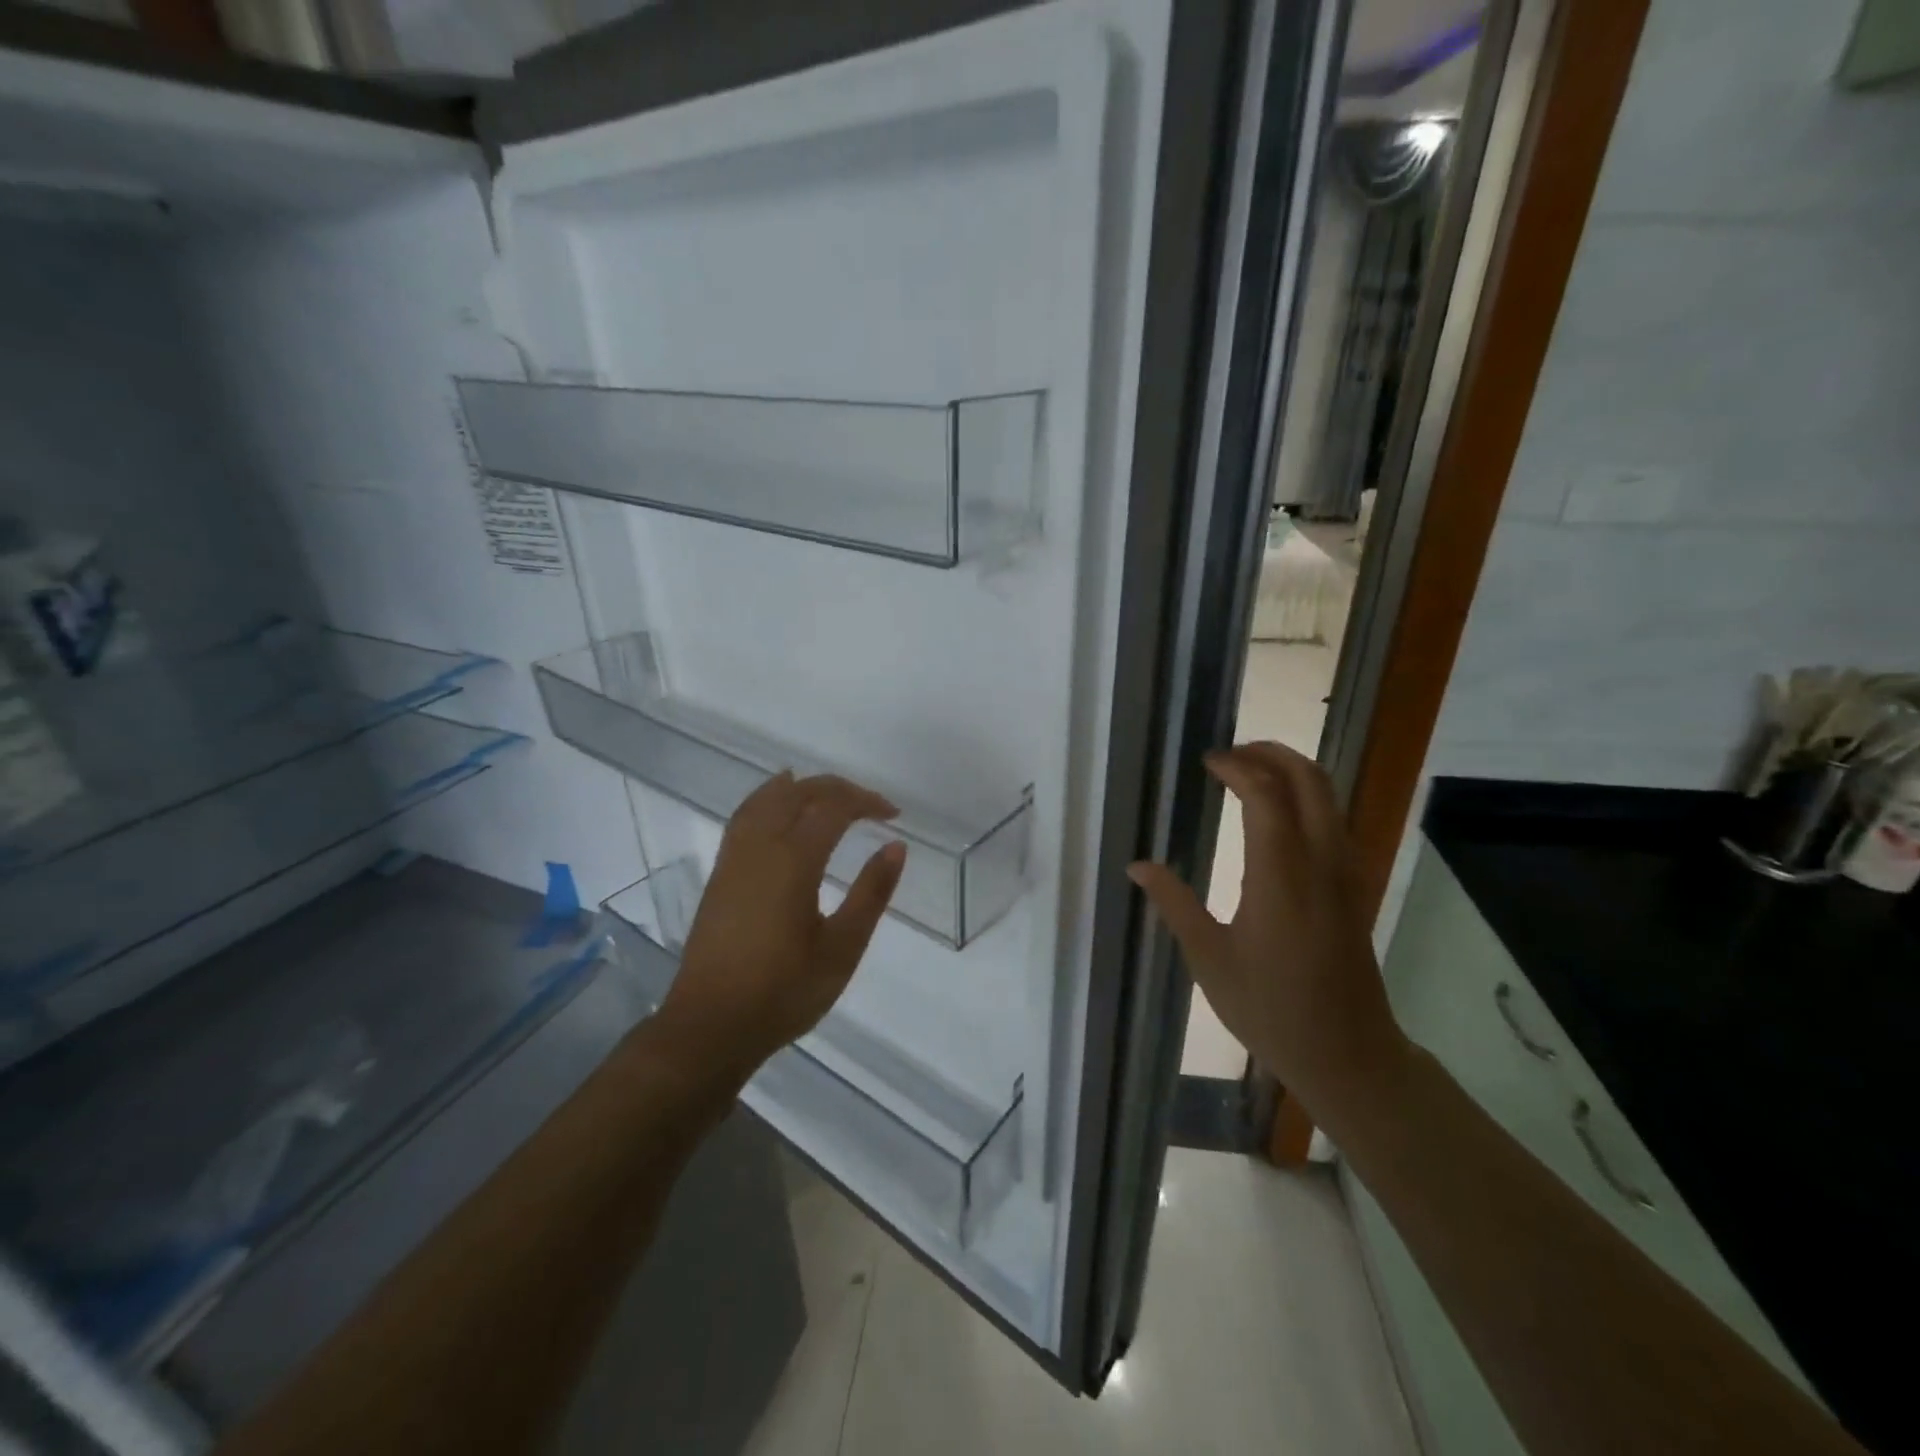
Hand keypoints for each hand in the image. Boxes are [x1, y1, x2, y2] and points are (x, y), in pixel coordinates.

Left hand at [657, 771, 906, 1078]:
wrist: (711, 1026)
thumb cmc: (784, 991)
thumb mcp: (842, 948)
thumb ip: (871, 893)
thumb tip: (895, 846)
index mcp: (793, 862)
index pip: (833, 808)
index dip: (866, 802)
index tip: (893, 815)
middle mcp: (760, 848)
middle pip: (798, 793)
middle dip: (836, 789)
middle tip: (869, 805)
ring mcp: (734, 859)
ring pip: (765, 800)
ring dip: (799, 787)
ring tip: (825, 790)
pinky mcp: (720, 875)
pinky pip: (745, 817)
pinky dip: (767, 799)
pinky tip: (776, 811)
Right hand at [1127, 742, 1410, 1121]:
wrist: (1348, 1054)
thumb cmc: (1270, 1008)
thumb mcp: (1209, 958)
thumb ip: (1174, 903)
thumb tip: (1137, 865)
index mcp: (1281, 877)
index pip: (1266, 795)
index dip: (1237, 768)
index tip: (1207, 762)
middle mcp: (1321, 862)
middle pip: (1310, 780)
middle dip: (1272, 753)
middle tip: (1231, 753)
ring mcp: (1345, 873)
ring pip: (1329, 797)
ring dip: (1293, 771)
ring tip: (1250, 772)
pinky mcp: (1354, 887)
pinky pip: (1335, 821)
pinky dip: (1308, 797)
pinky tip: (1279, 814)